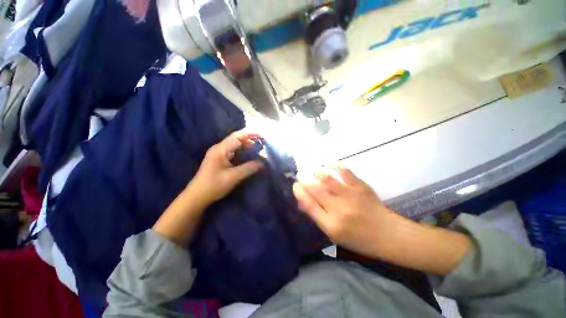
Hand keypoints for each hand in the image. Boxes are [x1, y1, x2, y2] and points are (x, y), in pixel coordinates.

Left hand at [190, 130, 263, 205]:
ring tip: (258, 148)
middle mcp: (219, 148)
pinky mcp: (219, 159)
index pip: (237, 137)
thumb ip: (249, 168)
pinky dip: (242, 151)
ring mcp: (218, 153)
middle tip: (262, 143)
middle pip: (236, 139)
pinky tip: (248, 155)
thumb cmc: (214, 185)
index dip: (249, 134)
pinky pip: (232, 151)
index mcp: (221, 149)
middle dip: (249, 139)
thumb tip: (263, 163)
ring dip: (246, 145)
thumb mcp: (234, 177)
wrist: (197, 196)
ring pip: (234, 145)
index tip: (261, 136)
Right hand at [293, 167, 472, 274]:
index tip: (294, 185)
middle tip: (299, 174)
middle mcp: (339, 209)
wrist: (389, 235)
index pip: (310, 205)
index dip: (300, 193)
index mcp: (332, 225)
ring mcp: (352, 197)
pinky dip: (339, 166)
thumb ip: (318, 216)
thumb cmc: (359, 238)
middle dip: (305, 180)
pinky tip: (332, 163)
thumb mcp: (334, 234)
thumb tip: (304, 200)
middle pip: (317, 190)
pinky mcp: (362, 188)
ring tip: (313, 169)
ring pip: (329, 180)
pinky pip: (348, 174)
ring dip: (318, 173)